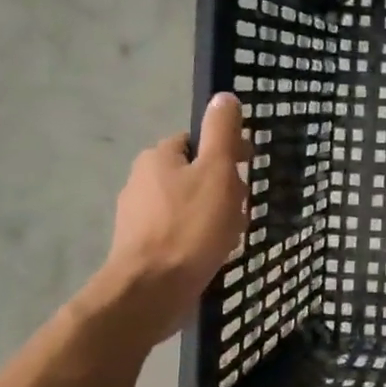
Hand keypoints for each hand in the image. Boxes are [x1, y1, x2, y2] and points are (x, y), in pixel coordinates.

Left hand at [98, 93, 250, 343]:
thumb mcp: (218, 171)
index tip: (248, 169)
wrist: (151, 290)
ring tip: (231, 236)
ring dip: (214, 214)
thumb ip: (223, 133)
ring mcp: (137, 217)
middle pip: (195, 174)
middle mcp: (141, 181)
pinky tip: (212, 254)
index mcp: (158, 158)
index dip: (226, 151)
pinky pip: (179, 231)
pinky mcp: (141, 247)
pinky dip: (198, 237)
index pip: (197, 142)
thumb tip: (224, 96)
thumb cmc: (190, 226)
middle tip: (242, 209)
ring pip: (188, 204)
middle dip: (223, 188)